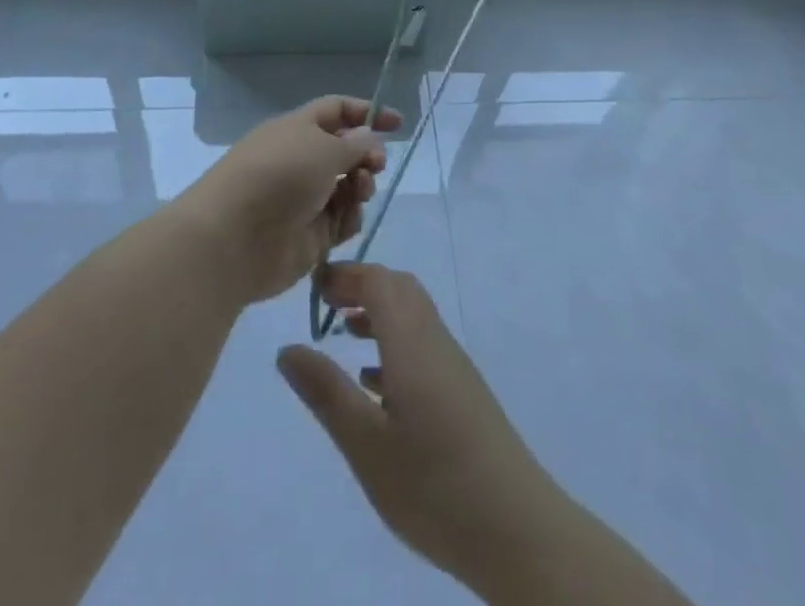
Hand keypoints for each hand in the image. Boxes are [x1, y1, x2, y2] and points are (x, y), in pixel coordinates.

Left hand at [183, 96, 400, 303]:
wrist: (234, 239)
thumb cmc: (279, 176)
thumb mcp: (323, 148)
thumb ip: (354, 144)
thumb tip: (366, 138)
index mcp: (297, 129)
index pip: (336, 111)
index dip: (366, 113)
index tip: (397, 124)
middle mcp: (301, 160)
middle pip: (345, 152)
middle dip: (367, 156)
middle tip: (375, 166)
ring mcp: (305, 199)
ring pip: (348, 187)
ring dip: (361, 187)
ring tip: (359, 192)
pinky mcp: (310, 235)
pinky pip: (342, 220)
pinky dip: (350, 218)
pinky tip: (345, 221)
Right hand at [276, 264, 566, 588]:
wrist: (517, 528)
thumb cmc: (433, 484)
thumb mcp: (366, 444)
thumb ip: (326, 392)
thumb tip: (287, 349)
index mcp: (411, 341)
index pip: (378, 280)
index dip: (345, 275)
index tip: (313, 287)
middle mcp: (434, 340)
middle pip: (399, 289)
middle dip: (361, 286)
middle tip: (326, 305)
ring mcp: (453, 365)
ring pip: (412, 316)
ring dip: (378, 313)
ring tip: (343, 335)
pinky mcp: (462, 391)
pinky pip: (423, 345)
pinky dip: (394, 344)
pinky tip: (375, 384)